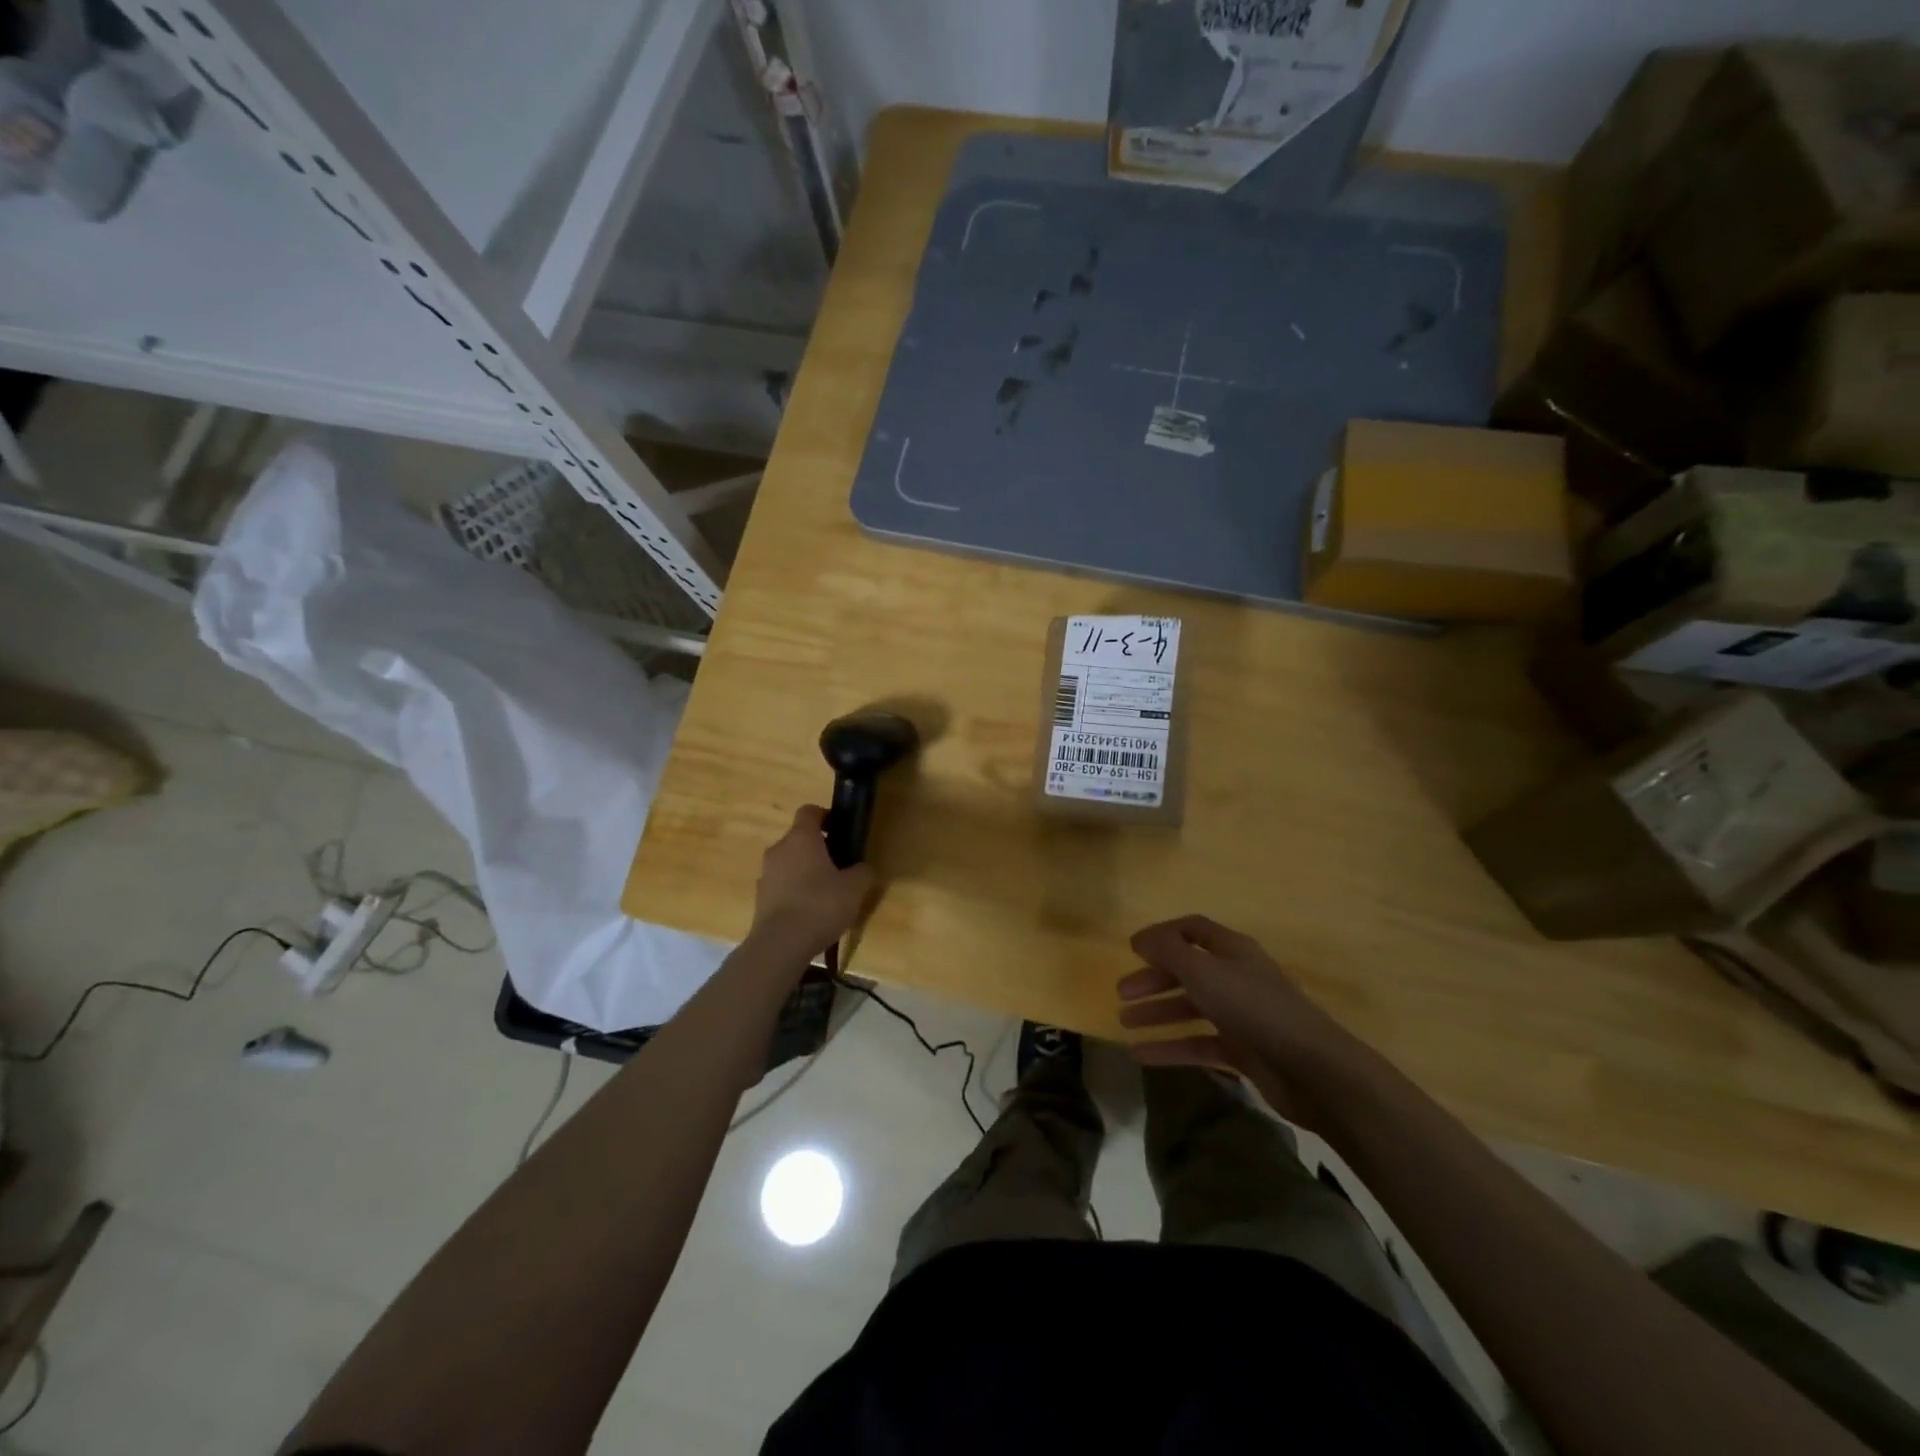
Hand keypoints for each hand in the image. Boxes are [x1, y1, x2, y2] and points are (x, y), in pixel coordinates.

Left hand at [750, 806, 876, 960]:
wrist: (780, 944)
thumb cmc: (820, 905)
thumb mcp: (854, 888)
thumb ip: (863, 872)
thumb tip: (864, 868)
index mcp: (801, 838)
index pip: (809, 811)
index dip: (826, 816)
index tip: (840, 830)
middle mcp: (779, 849)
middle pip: (799, 838)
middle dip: (818, 848)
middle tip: (840, 867)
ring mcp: (766, 874)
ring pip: (789, 863)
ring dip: (805, 871)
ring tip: (826, 894)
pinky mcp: (760, 898)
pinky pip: (781, 885)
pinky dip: (794, 891)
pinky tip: (810, 913)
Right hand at [1116, 915, 1369, 1126]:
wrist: (1312, 1069)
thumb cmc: (1254, 1008)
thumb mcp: (1204, 971)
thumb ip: (1169, 951)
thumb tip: (1142, 938)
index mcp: (1232, 950)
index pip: (1192, 930)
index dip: (1161, 935)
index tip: (1131, 949)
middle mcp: (1236, 977)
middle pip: (1187, 970)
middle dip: (1153, 979)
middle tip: (1122, 993)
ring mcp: (1241, 1016)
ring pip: (1190, 1008)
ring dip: (1157, 1013)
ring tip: (1124, 1023)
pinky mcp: (1243, 1051)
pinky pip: (1198, 1044)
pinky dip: (1170, 1048)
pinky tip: (1141, 1056)